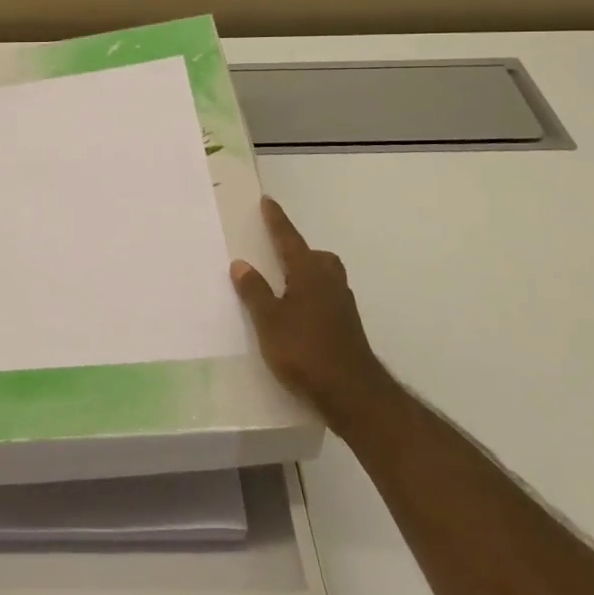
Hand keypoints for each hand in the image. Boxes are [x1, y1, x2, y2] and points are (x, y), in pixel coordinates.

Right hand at [231, 198, 389, 436]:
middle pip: (315, 256)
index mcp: (309, 273)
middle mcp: (329, 282)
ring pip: (324, 277)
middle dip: (298, 250)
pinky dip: (311, 296)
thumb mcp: (269, 322)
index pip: (289, 239)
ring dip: (306, 274)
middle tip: (278, 252)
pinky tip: (299, 314)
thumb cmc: (305, 351)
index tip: (268, 201)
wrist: (352, 394)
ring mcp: (342, 305)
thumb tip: (241, 263)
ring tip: (284, 285)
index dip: (276, 220)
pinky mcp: (347, 326)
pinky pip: (326, 297)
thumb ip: (255, 292)